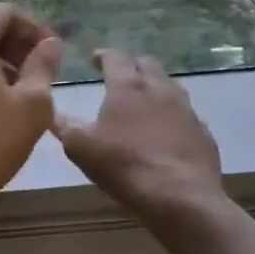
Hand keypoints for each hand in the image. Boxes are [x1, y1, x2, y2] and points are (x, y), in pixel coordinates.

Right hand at [54, 50, 224, 232]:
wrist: (180, 198)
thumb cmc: (124, 165)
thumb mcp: (80, 147)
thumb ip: (64, 126)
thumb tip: (51, 112)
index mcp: (128, 86)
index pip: (115, 57)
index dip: (103, 55)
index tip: (94, 59)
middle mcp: (160, 89)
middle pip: (147, 64)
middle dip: (132, 66)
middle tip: (119, 78)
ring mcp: (186, 110)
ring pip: (170, 86)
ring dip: (154, 88)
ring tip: (143, 103)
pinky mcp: (203, 132)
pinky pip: (186, 115)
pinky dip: (172, 116)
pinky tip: (166, 132)